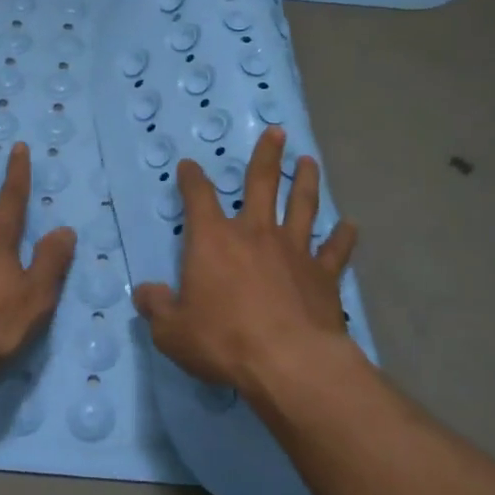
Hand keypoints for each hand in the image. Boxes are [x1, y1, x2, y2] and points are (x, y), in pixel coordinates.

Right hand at [133, 127, 357, 402]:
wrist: (288, 362)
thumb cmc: (223, 341)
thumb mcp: (172, 331)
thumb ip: (157, 308)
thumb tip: (144, 293)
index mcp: (213, 240)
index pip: (198, 197)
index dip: (192, 179)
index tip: (189, 165)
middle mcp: (255, 234)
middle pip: (262, 184)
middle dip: (267, 156)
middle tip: (277, 132)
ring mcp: (294, 251)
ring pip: (302, 206)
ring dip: (305, 182)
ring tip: (310, 162)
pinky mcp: (323, 275)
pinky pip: (335, 250)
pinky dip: (343, 237)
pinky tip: (351, 227)